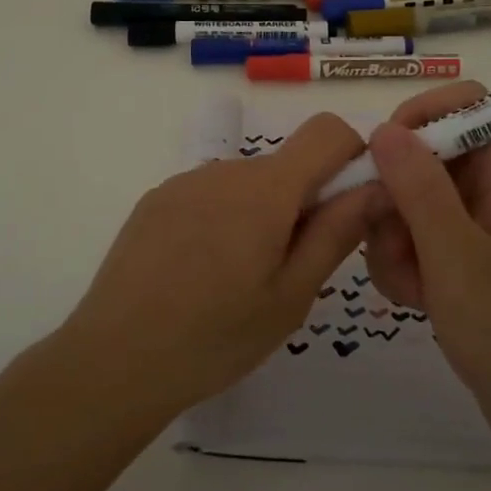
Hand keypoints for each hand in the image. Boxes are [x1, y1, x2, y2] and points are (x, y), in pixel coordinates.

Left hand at [60, 114, 375, 418]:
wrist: (114, 359)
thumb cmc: (216, 336)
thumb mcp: (291, 296)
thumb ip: (336, 233)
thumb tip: (377, 186)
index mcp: (267, 189)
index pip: (328, 131)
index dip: (351, 157)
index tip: (347, 208)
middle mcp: (226, 169)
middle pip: (285, 166)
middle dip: (302, 203)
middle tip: (288, 271)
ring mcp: (184, 182)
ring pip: (246, 185)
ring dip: (260, 216)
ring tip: (237, 281)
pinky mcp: (155, 200)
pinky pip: (209, 196)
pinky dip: (221, 221)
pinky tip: (198, 275)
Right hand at [362, 82, 490, 457]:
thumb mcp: (458, 258)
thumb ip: (420, 190)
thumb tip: (384, 129)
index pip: (471, 106)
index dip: (427, 112)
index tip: (388, 147)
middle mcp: (487, 196)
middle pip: (424, 157)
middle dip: (394, 196)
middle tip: (391, 237)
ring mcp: (468, 233)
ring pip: (407, 203)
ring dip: (393, 241)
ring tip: (411, 286)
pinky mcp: (454, 265)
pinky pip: (410, 242)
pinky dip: (401, 267)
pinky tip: (414, 303)